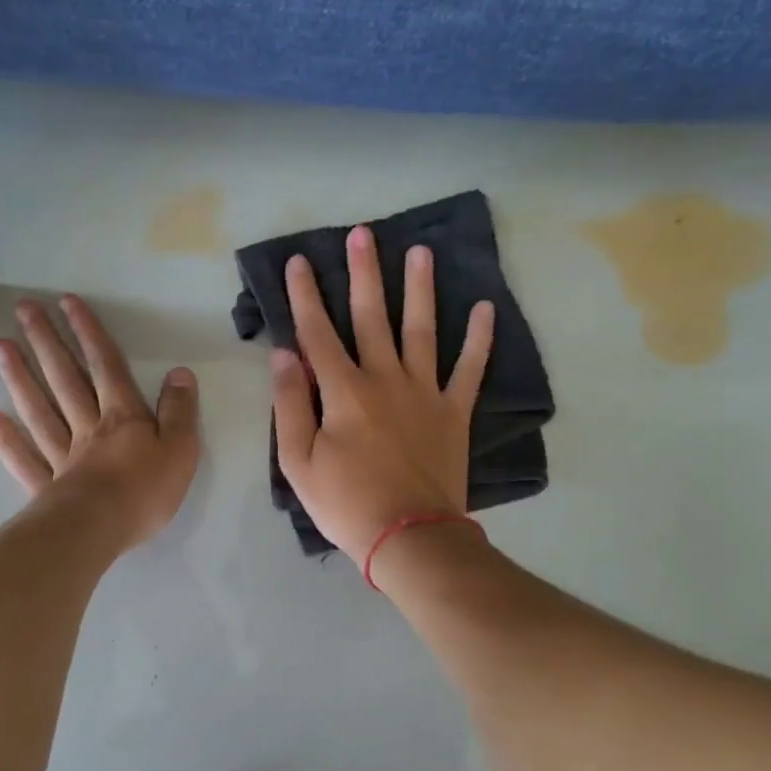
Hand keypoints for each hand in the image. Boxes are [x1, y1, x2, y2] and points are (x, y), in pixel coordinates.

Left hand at [0, 295, 199, 551]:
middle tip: (24, 310)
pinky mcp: (46, 486)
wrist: (100, 529)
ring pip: (40, 410)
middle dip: (47, 342)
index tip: (68, 302)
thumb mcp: (181, 448)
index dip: (89, 333)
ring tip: (1, 346)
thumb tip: (180, 373)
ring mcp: (62, 456)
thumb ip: (180, 411)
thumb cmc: (146, 490)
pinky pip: (23, 458)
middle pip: (65, 379)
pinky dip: (6, 437)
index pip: (106, 366)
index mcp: (123, 417)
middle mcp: (88, 427)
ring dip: (21, 377)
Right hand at [271, 225, 493, 559]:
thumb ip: (289, 405)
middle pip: (372, 317)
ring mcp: (425, 393)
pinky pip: (470, 370)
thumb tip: (284, 355)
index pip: (318, 333)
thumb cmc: (346, 504)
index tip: (299, 262)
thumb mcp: (298, 462)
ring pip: (422, 330)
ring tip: (420, 251)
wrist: (409, 537)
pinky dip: (480, 340)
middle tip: (362, 234)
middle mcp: (385, 379)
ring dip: (420, 289)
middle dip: (364, 274)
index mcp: (343, 392)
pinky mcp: (454, 412)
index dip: (306, 296)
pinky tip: (485, 309)